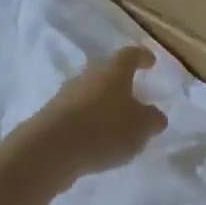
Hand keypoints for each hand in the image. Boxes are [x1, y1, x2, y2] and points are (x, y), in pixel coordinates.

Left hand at [31, 47, 167, 179]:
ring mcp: (66, 96)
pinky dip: (90, 124)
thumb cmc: (105, 129)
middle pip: (107, 74)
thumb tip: (155, 115)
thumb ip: (153, 119)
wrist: (50, 149)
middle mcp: (88, 77)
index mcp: (113, 72)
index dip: (142, 57)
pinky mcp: (52, 118)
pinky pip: (78, 115)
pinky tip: (97, 141)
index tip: (150, 61)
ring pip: (91, 95)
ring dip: (104, 106)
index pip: (129, 55)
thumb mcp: (142, 127)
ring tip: (117, 125)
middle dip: (121, 84)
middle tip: (134, 96)